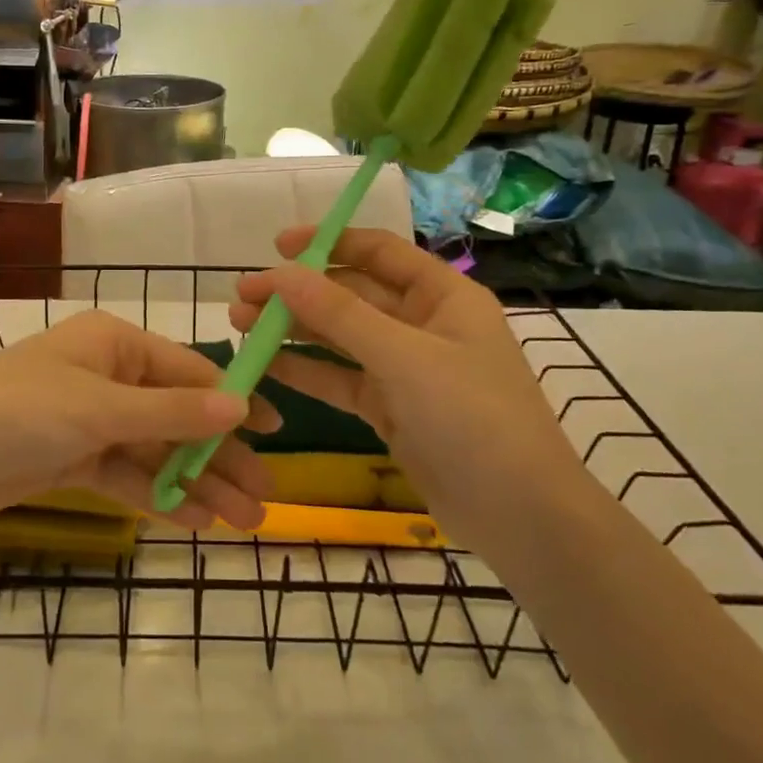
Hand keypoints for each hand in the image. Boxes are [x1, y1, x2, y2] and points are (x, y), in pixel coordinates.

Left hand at [0, 310, 275, 534]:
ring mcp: (89, 419)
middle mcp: (106, 375)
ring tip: (242, 521)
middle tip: (264, 498)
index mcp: (113, 344)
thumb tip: (242, 404)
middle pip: (176, 415)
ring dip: (196, 483)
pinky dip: (159, 494)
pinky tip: (196, 521)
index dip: (233, 400)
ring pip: (156, 450)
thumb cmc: (19, 413)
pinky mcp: (72, 457)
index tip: (276, 432)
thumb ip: (171, 411)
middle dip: (218, 456)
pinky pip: (127, 473)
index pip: (188, 371)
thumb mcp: (100, 409)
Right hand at [228, 227, 569, 516]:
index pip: (379, 252)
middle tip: (243, 295)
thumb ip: (340, 314)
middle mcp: (423, 324)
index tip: (277, 246)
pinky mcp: (391, 408)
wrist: (522, 518)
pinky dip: (307, 371)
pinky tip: (266, 364)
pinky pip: (341, 378)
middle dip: (298, 292)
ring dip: (295, 329)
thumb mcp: (406, 359)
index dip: (328, 243)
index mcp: (442, 295)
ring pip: (341, 337)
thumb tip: (282, 272)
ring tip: (241, 325)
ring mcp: (406, 369)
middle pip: (352, 293)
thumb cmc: (474, 419)